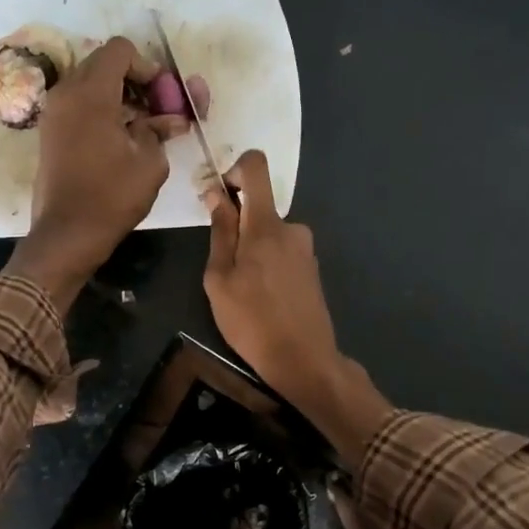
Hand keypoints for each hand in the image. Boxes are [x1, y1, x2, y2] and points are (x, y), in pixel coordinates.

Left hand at [6, 37, 183, 306]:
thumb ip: (160, 129)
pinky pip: (79, 105)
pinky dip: (102, 110)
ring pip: (91, 84)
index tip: (163, 97)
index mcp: (91, 93)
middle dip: (135, 81)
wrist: (67, 234)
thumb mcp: (150, 162)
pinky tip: (123, 138)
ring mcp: (54, 112)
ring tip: (144, 127)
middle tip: (158, 109)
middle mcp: (66, 93)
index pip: (120, 51)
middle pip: (104, 64)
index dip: (148, 68)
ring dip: (119, 96)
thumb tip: (171, 119)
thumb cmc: (112, 196)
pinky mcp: (51, 132)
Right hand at [205, 151, 391, 481]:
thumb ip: (220, 231)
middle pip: (259, 207)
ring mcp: (305, 249)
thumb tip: (217, 193)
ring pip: (268, 234)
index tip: (220, 197)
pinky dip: (266, 264)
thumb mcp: (219, 279)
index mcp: (267, 225)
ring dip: (251, 250)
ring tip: (241, 291)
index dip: (235, 170)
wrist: (304, 360)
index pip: (256, 167)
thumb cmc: (252, 321)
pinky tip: (261, 298)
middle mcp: (292, 228)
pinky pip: (281, 252)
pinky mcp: (311, 268)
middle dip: (237, 226)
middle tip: (222, 267)